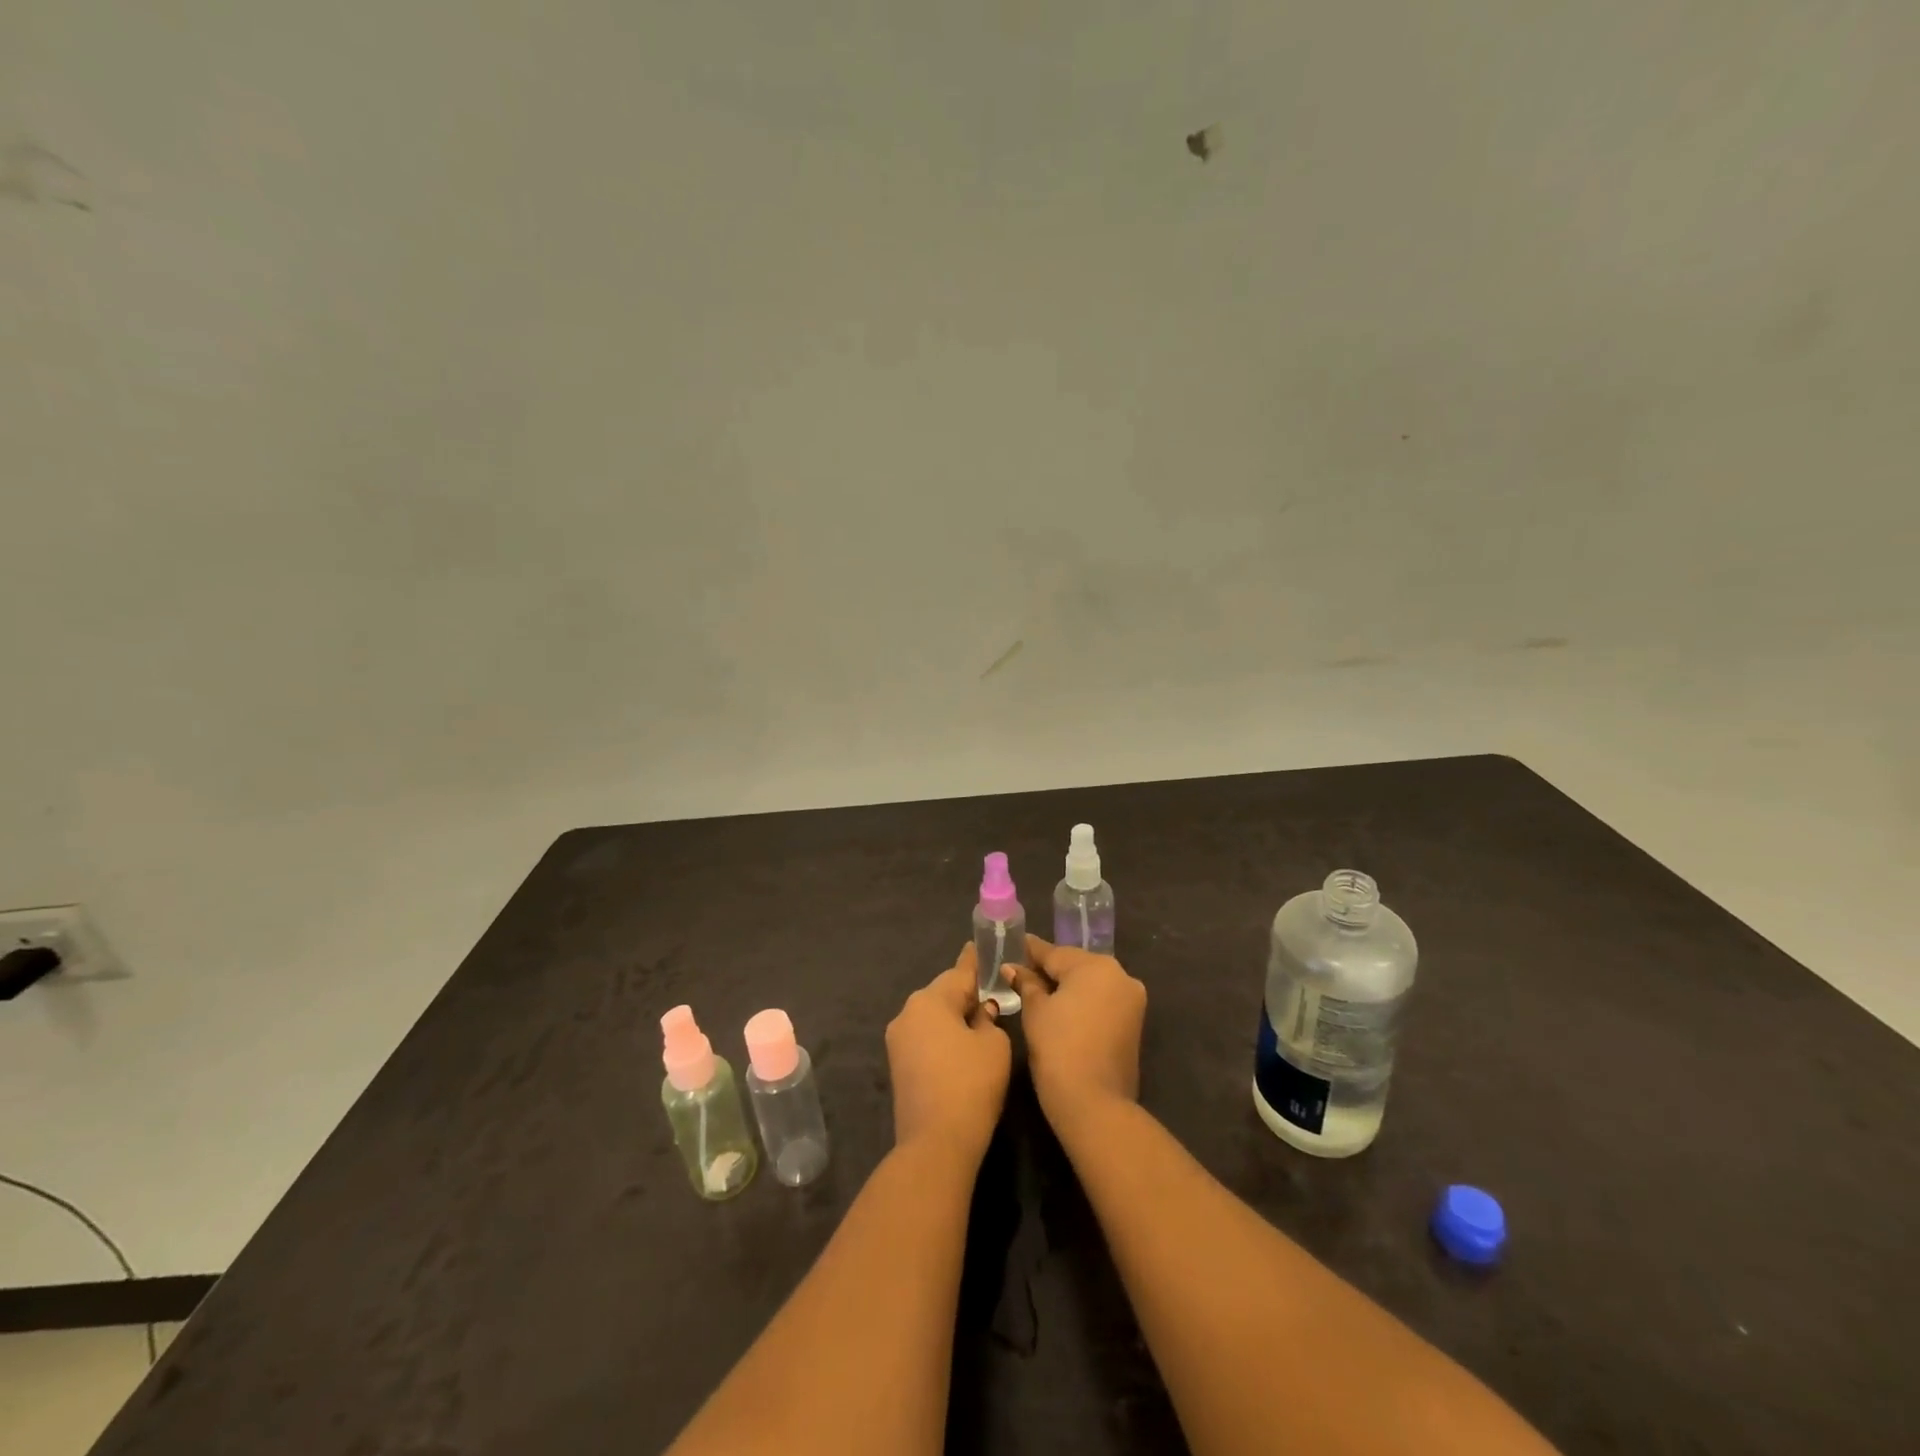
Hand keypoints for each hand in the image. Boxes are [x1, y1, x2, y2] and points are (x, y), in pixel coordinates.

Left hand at [885, 944, 1012, 1163]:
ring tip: (981, 1020)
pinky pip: (926, 1037)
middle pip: (943, 993)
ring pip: (933, 1016)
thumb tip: (980, 1013)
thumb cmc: (971, 1084)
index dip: (975, 961)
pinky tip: (962, 1046)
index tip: (981, 946)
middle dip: (966, 993)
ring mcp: (898, 1040)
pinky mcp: (898, 1065)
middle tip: (992, 993)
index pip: (959, 972)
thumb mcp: (994, 1045)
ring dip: (954, 1016)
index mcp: (929, 1000)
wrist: (936, 1143)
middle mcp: (908, 1012)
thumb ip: (989, 1020)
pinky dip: (944, 1036)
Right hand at [1006, 936, 1146, 1132]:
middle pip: (1075, 965)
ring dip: (1066, 986)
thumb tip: (1013, 968)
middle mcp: (1120, 975)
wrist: (1094, 1104)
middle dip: (1049, 969)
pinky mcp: (1133, 1022)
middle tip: (1020, 971)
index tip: (1012, 945)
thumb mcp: (1035, 1011)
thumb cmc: (1058, 1049)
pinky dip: (1082, 1002)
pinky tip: (1060, 1008)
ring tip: (1036, 991)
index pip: (1054, 952)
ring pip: (1090, 983)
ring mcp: (1131, 1000)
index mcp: (1096, 966)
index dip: (1030, 951)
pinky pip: (1102, 1001)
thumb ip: (1026, 983)